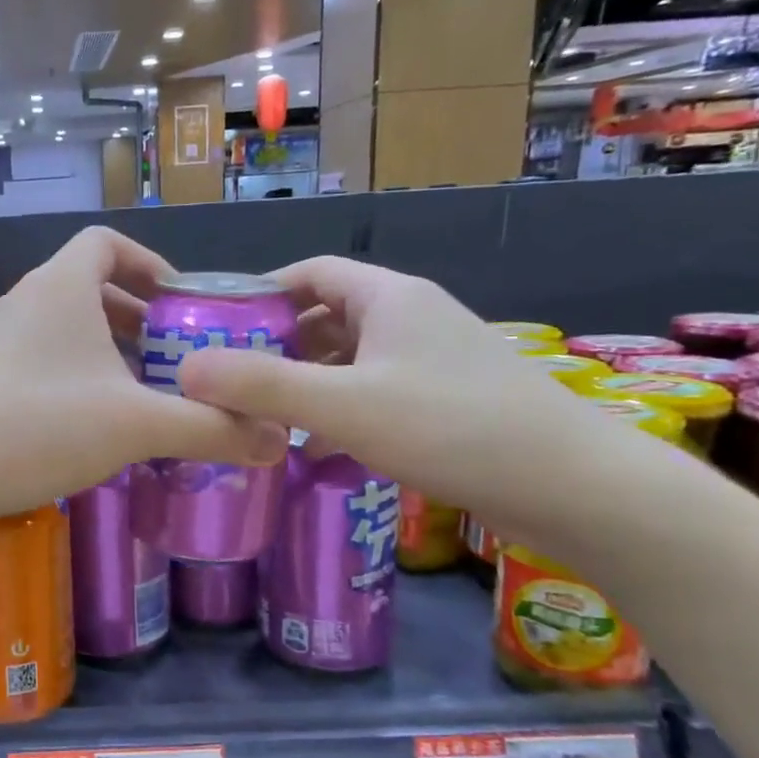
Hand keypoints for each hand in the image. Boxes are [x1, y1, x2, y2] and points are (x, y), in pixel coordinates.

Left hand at [0, 227, 288, 523]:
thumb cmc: (42, 427)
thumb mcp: (136, 425)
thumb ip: (209, 428)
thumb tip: (278, 442)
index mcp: (62, 286)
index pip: (107, 243)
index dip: (149, 263)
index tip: (180, 303)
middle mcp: (27, 299)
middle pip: (90, 285)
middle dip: (137, 314)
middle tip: (175, 352)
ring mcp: (0, 336)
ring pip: (66, 323)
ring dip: (108, 345)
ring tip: (143, 386)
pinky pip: (43, 352)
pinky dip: (77, 368)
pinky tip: (97, 414)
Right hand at [175, 255, 634, 536]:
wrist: (573, 485)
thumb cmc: (450, 426)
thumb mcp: (342, 404)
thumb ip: (261, 386)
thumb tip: (185, 369)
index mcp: (388, 298)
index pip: (311, 272)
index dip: (262, 291)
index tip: (218, 323)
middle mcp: (411, 318)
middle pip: (327, 316)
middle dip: (277, 343)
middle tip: (228, 377)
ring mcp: (433, 360)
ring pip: (350, 359)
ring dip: (306, 382)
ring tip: (260, 415)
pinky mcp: (447, 401)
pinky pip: (374, 392)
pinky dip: (338, 411)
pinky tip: (314, 448)